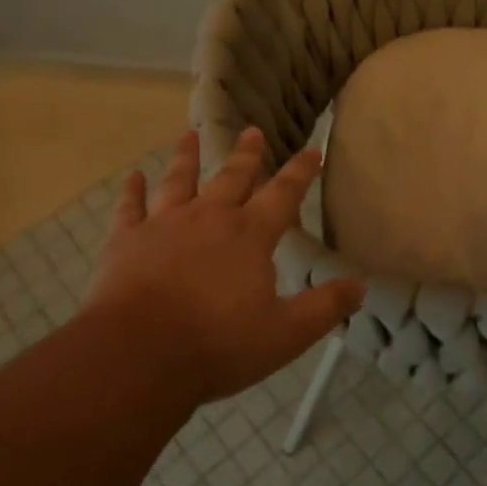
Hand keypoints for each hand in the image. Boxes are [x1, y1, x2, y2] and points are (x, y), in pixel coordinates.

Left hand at [84, 127, 364, 407]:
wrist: (138, 354)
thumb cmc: (218, 344)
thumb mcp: (286, 334)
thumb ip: (324, 307)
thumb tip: (360, 286)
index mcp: (250, 236)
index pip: (283, 194)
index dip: (300, 172)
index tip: (312, 150)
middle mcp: (209, 218)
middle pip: (232, 177)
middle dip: (246, 155)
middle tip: (252, 131)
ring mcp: (164, 226)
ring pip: (179, 181)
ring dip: (187, 157)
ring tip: (190, 135)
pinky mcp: (127, 242)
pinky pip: (130, 208)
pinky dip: (132, 192)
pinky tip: (132, 177)